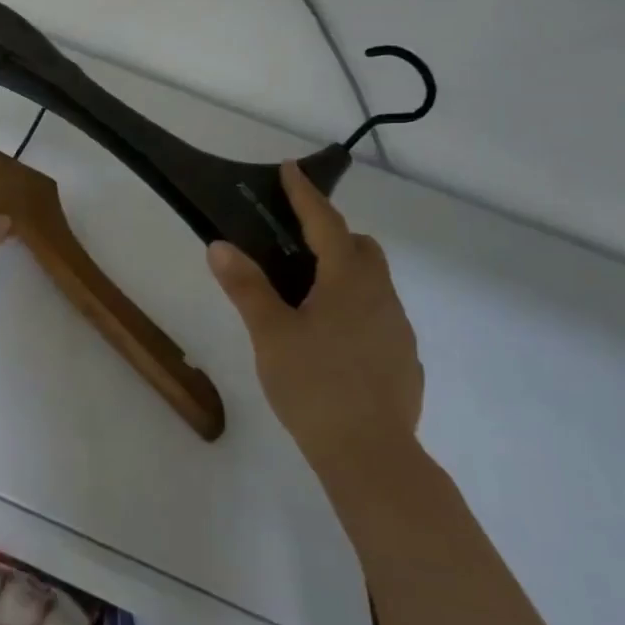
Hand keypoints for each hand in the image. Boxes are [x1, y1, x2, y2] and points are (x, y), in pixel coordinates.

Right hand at [208, 162, 423, 479]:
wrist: (370, 455)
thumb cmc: (314, 386)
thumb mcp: (270, 334)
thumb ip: (246, 287)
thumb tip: (221, 246)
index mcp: (349, 280)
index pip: (326, 222)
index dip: (305, 194)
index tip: (290, 169)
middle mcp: (381, 295)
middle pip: (361, 249)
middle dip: (332, 236)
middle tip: (295, 249)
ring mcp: (398, 328)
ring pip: (374, 283)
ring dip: (345, 275)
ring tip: (307, 300)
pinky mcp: (404, 358)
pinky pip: (379, 317)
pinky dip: (356, 311)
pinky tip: (332, 343)